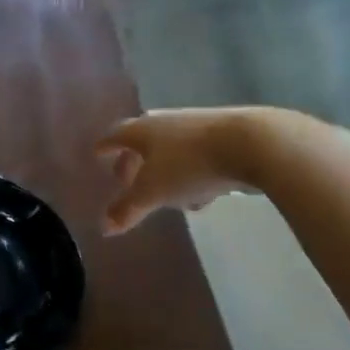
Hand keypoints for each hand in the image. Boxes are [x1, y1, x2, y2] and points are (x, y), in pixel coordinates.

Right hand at [94, 108, 264, 234]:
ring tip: (167, 197)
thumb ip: (128, 209)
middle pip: (143, 142)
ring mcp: (196, 126)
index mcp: (142, 130)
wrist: (252, 143)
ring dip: (166, 172)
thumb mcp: (153, 192)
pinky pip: (198, 158)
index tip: (97, 154)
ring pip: (172, 151)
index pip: (115, 136)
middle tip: (128, 182)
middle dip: (135, 163)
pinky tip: (203, 195)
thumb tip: (104, 227)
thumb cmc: (189, 165)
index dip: (105, 147)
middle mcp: (165, 122)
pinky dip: (192, 174)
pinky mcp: (224, 137)